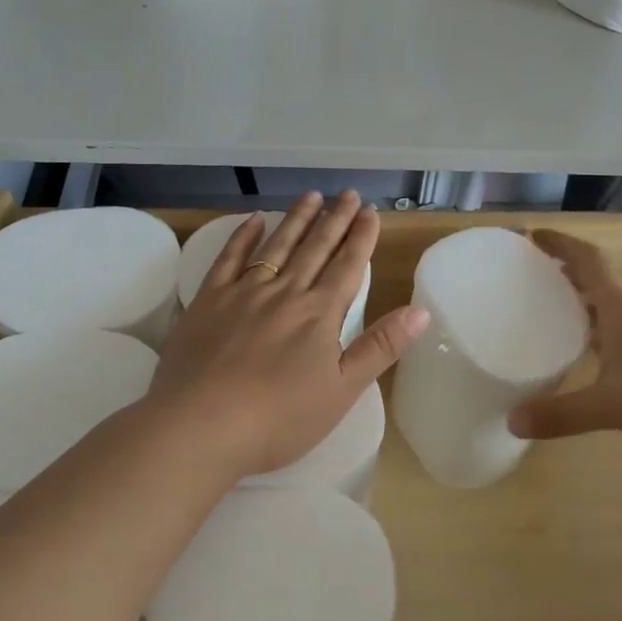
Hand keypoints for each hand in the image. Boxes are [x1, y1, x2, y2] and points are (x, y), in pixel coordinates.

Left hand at [147, 190, 429, 477]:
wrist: (201, 426)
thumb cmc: (279, 419)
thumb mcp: (342, 391)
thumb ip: (380, 347)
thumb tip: (421, 311)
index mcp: (320, 314)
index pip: (347, 267)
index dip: (361, 238)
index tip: (371, 213)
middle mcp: (285, 293)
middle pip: (315, 248)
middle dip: (335, 220)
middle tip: (349, 194)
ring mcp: (243, 293)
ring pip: (277, 246)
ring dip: (297, 219)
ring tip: (312, 195)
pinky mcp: (208, 301)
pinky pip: (229, 258)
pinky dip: (244, 236)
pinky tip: (254, 220)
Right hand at [508, 230, 621, 451]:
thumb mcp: (612, 407)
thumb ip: (562, 415)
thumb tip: (511, 421)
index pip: (590, 262)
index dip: (562, 245)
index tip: (535, 236)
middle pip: (601, 278)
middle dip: (568, 270)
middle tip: (536, 273)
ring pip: (615, 303)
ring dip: (586, 297)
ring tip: (556, 308)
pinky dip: (603, 326)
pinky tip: (593, 351)